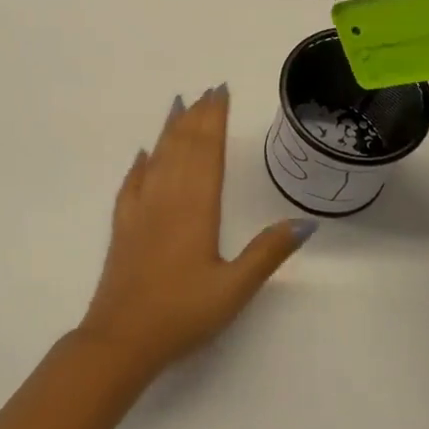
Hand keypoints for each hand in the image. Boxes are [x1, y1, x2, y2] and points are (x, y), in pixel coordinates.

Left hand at [77, 86, 309, 379]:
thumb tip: (307, 222)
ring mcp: (141, 209)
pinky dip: (140, 163)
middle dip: (197, 116)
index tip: (221, 93)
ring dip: (170, 129)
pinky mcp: (123, 225)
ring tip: (179, 105)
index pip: (208, 151)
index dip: (215, 119)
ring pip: (158, 157)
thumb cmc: (182, 313)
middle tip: (207, 91)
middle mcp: (167, 197)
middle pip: (183, 146)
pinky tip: (144, 153)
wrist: (121, 338)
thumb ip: (268, 252)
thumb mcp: (235, 288)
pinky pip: (131, 182)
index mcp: (196, 207)